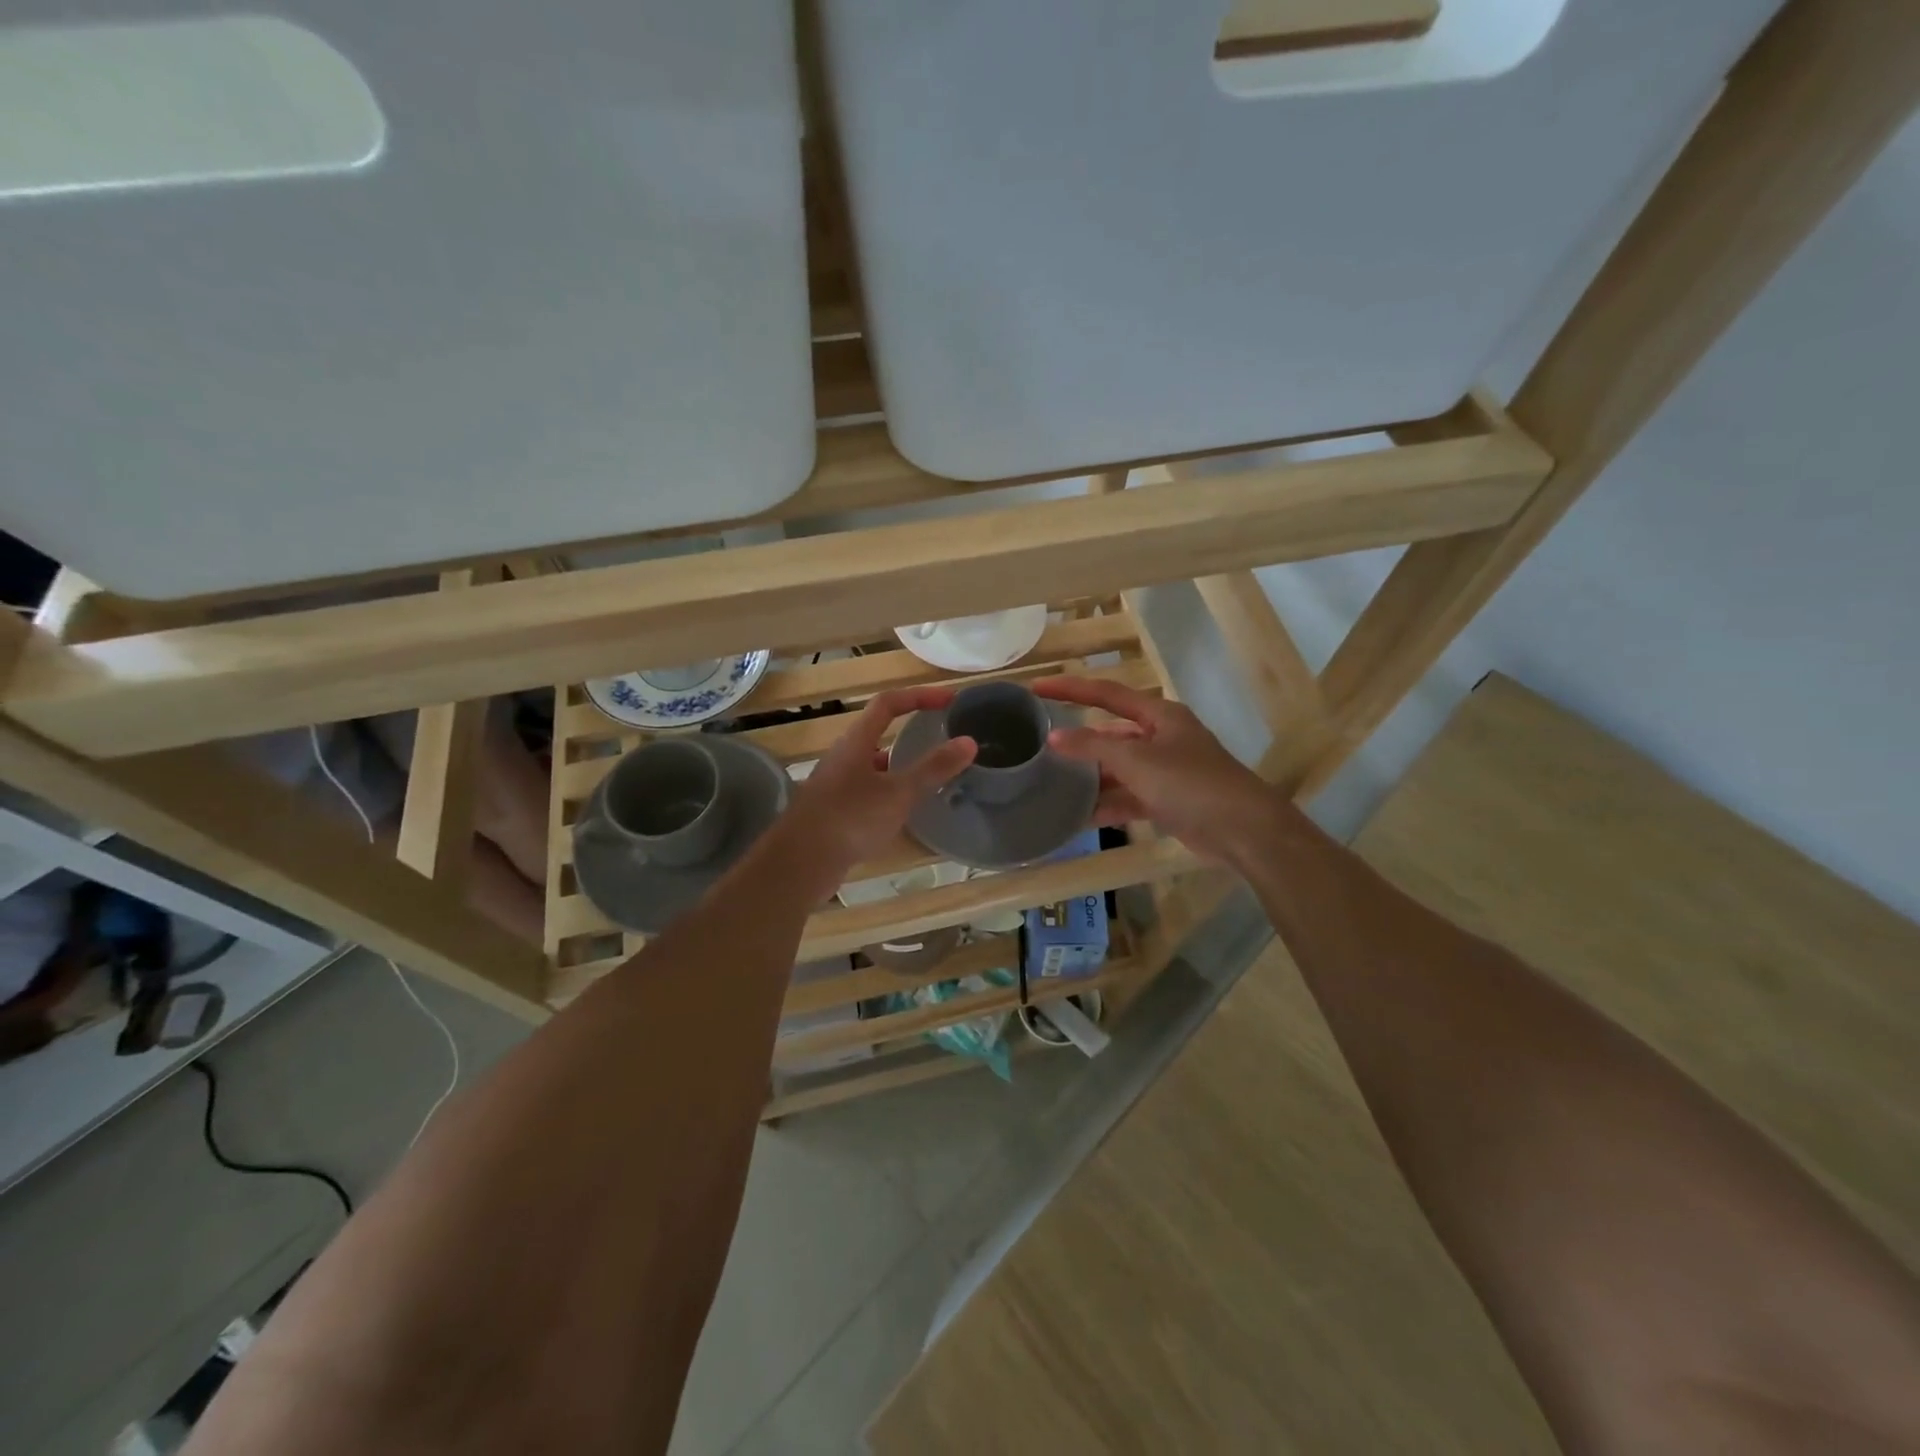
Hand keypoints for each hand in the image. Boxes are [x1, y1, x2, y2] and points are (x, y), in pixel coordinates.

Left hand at [775, 687, 976, 893]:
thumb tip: (969, 742)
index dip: (920, 696)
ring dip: (901, 764)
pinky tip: (905, 810)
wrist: (800, 863)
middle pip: (879, 731)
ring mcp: (836, 784)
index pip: (888, 703)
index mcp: (856, 742)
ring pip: (874, 763)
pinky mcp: (835, 811)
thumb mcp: (898, 793)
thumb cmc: (850, 819)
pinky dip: (890, 791)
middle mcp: (843, 756)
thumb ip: (933, 768)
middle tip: (942, 737)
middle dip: (911, 730)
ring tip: (931, 775)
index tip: (950, 700)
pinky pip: (868, 790)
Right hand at [1032, 676, 1280, 865]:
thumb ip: (1093, 747)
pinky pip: (1129, 797)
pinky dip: (1108, 805)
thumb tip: (1053, 737)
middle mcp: (1162, 737)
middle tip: (1041, 744)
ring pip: (1118, 769)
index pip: (1106, 694)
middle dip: (1080, 741)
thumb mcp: (1137, 761)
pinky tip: (1079, 816)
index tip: (1036, 688)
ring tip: (1052, 783)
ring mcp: (1166, 770)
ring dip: (1091, 778)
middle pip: (1112, 733)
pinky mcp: (1168, 800)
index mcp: (1159, 715)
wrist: (1243, 831)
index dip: (1071, 689)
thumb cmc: (1190, 783)